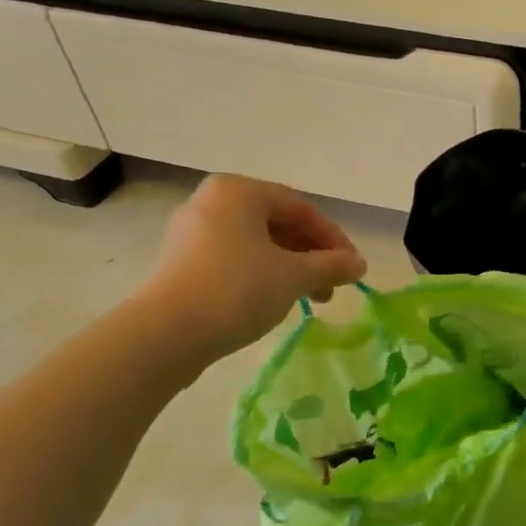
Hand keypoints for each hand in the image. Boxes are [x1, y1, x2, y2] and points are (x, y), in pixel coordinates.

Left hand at [135, 175, 366, 364]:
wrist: (166, 334)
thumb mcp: (294, 276)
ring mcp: (191, 232)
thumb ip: (331, 265)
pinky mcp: (181, 263)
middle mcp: (211, 202)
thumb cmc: (237, 290)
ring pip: (256, 244)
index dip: (334, 239)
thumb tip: (359, 265)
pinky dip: (261, 275)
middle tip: (333, 287)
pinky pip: (234, 260)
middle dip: (311, 256)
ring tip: (309, 300)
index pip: (301, 208)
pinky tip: (274, 302)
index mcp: (238, 191)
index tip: (353, 269)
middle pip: (277, 224)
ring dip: (290, 269)